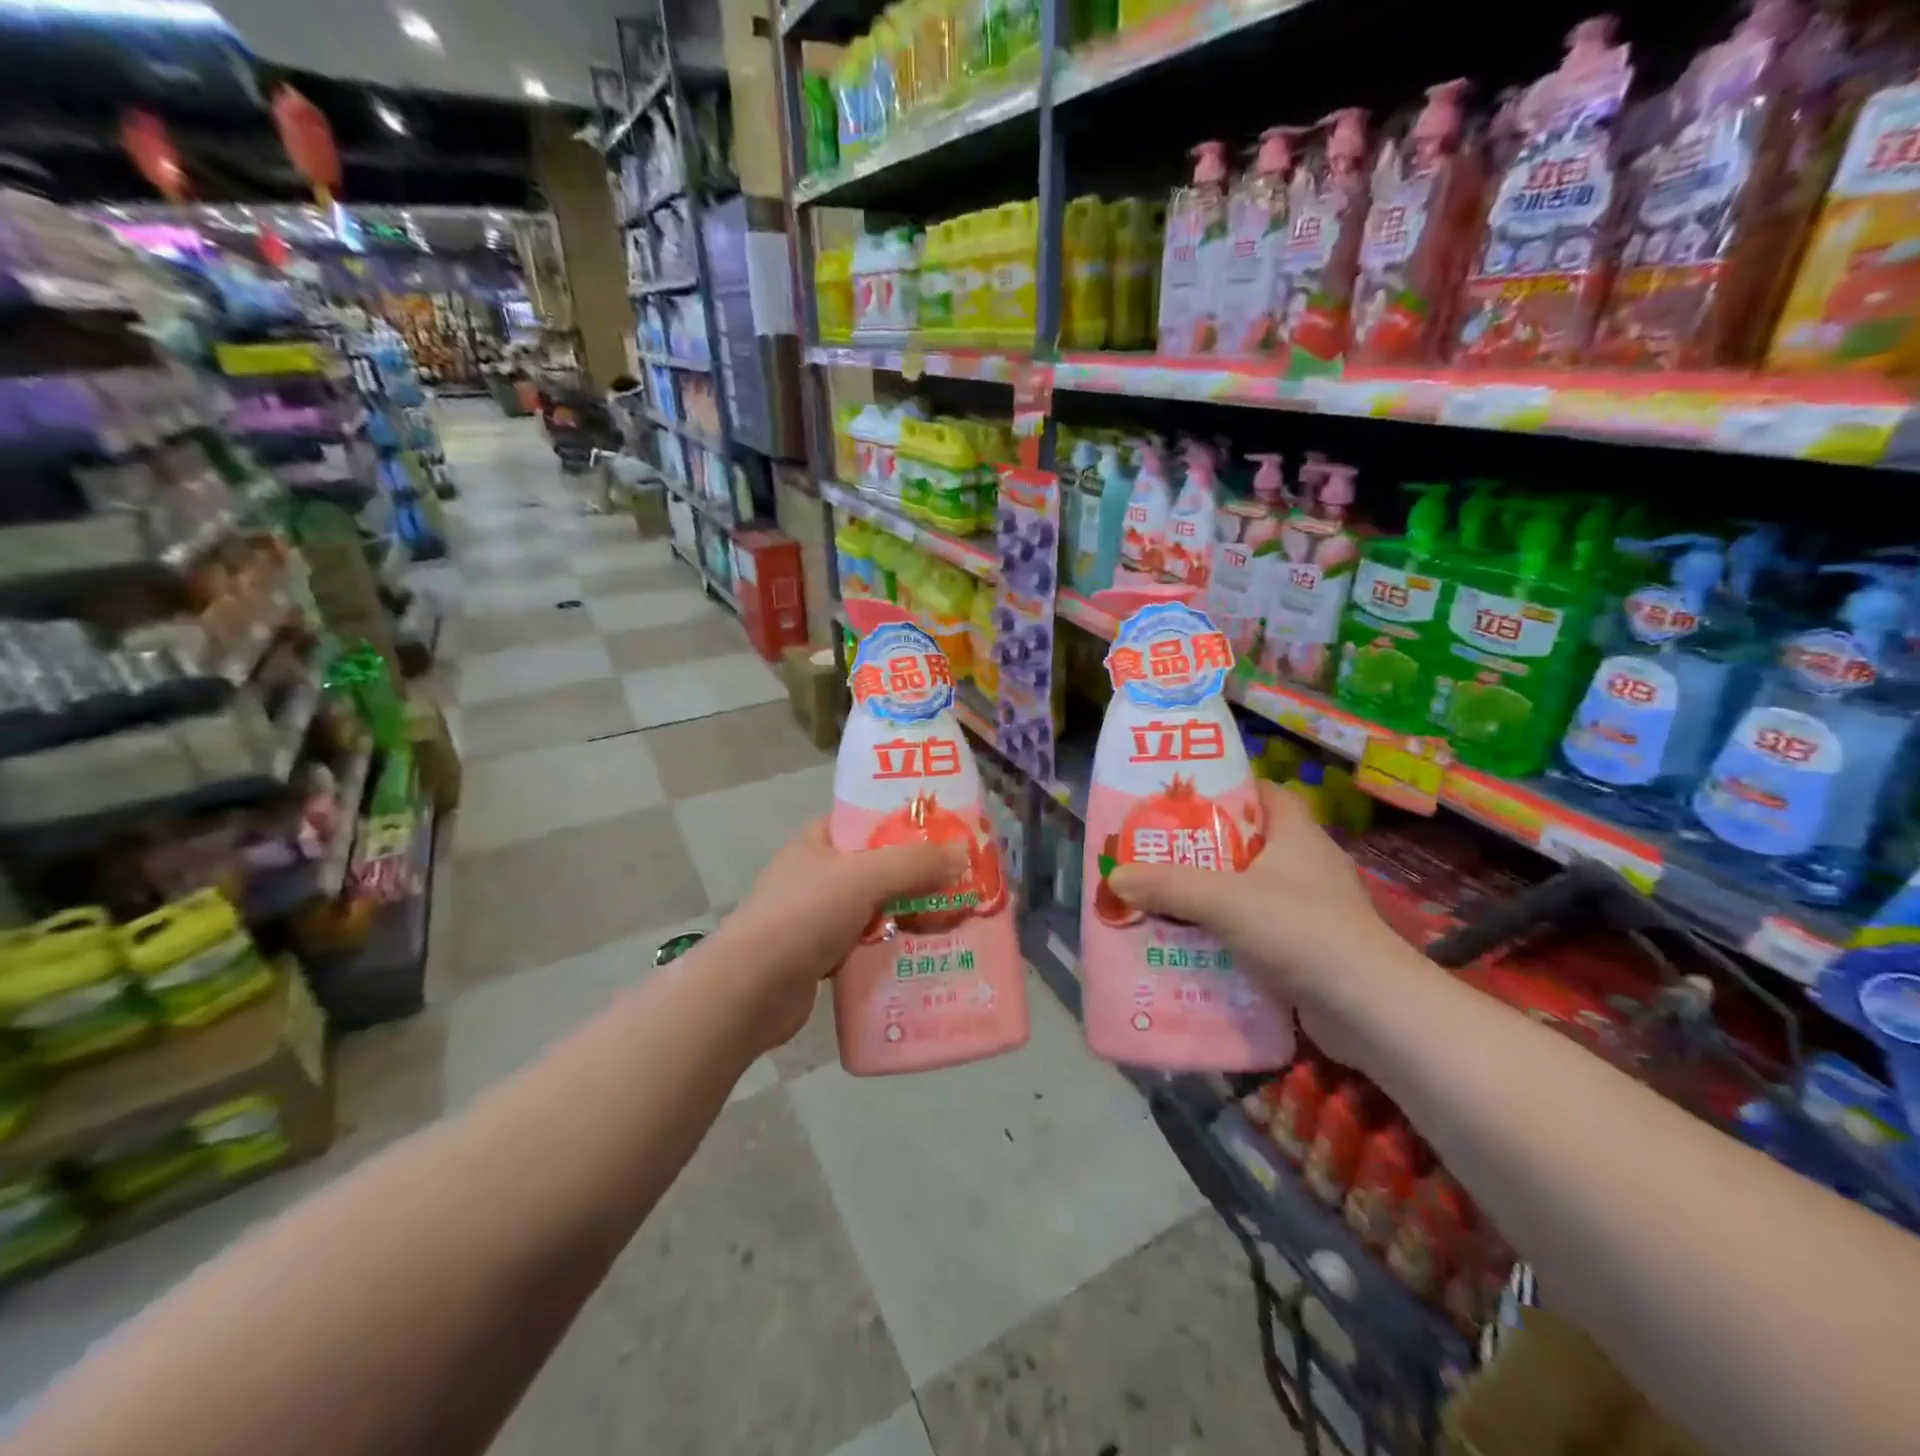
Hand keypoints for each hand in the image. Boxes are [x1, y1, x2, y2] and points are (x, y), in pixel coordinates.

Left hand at [719, 818, 961, 1049]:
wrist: (749, 990)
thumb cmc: (803, 916)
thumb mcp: (863, 877)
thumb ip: (914, 863)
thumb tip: (962, 853)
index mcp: (818, 840)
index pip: (867, 819)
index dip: (905, 821)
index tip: (947, 832)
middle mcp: (817, 873)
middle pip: (878, 865)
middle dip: (918, 874)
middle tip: (962, 881)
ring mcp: (817, 916)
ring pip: (876, 907)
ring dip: (910, 914)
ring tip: (956, 918)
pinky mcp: (821, 955)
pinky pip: (868, 943)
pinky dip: (893, 947)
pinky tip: (926, 954)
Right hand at [1108, 779, 1401, 1002]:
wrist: (1368, 1010)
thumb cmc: (1300, 930)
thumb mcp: (1224, 900)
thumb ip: (1168, 886)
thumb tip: (1114, 876)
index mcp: (1297, 835)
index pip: (1264, 793)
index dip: (1227, 788)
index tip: (1183, 798)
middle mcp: (1308, 865)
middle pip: (1249, 842)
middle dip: (1204, 848)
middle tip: (1158, 852)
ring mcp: (1312, 909)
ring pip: (1250, 889)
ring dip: (1212, 895)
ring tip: (1165, 898)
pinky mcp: (1309, 948)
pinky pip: (1258, 929)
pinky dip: (1228, 933)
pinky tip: (1195, 944)